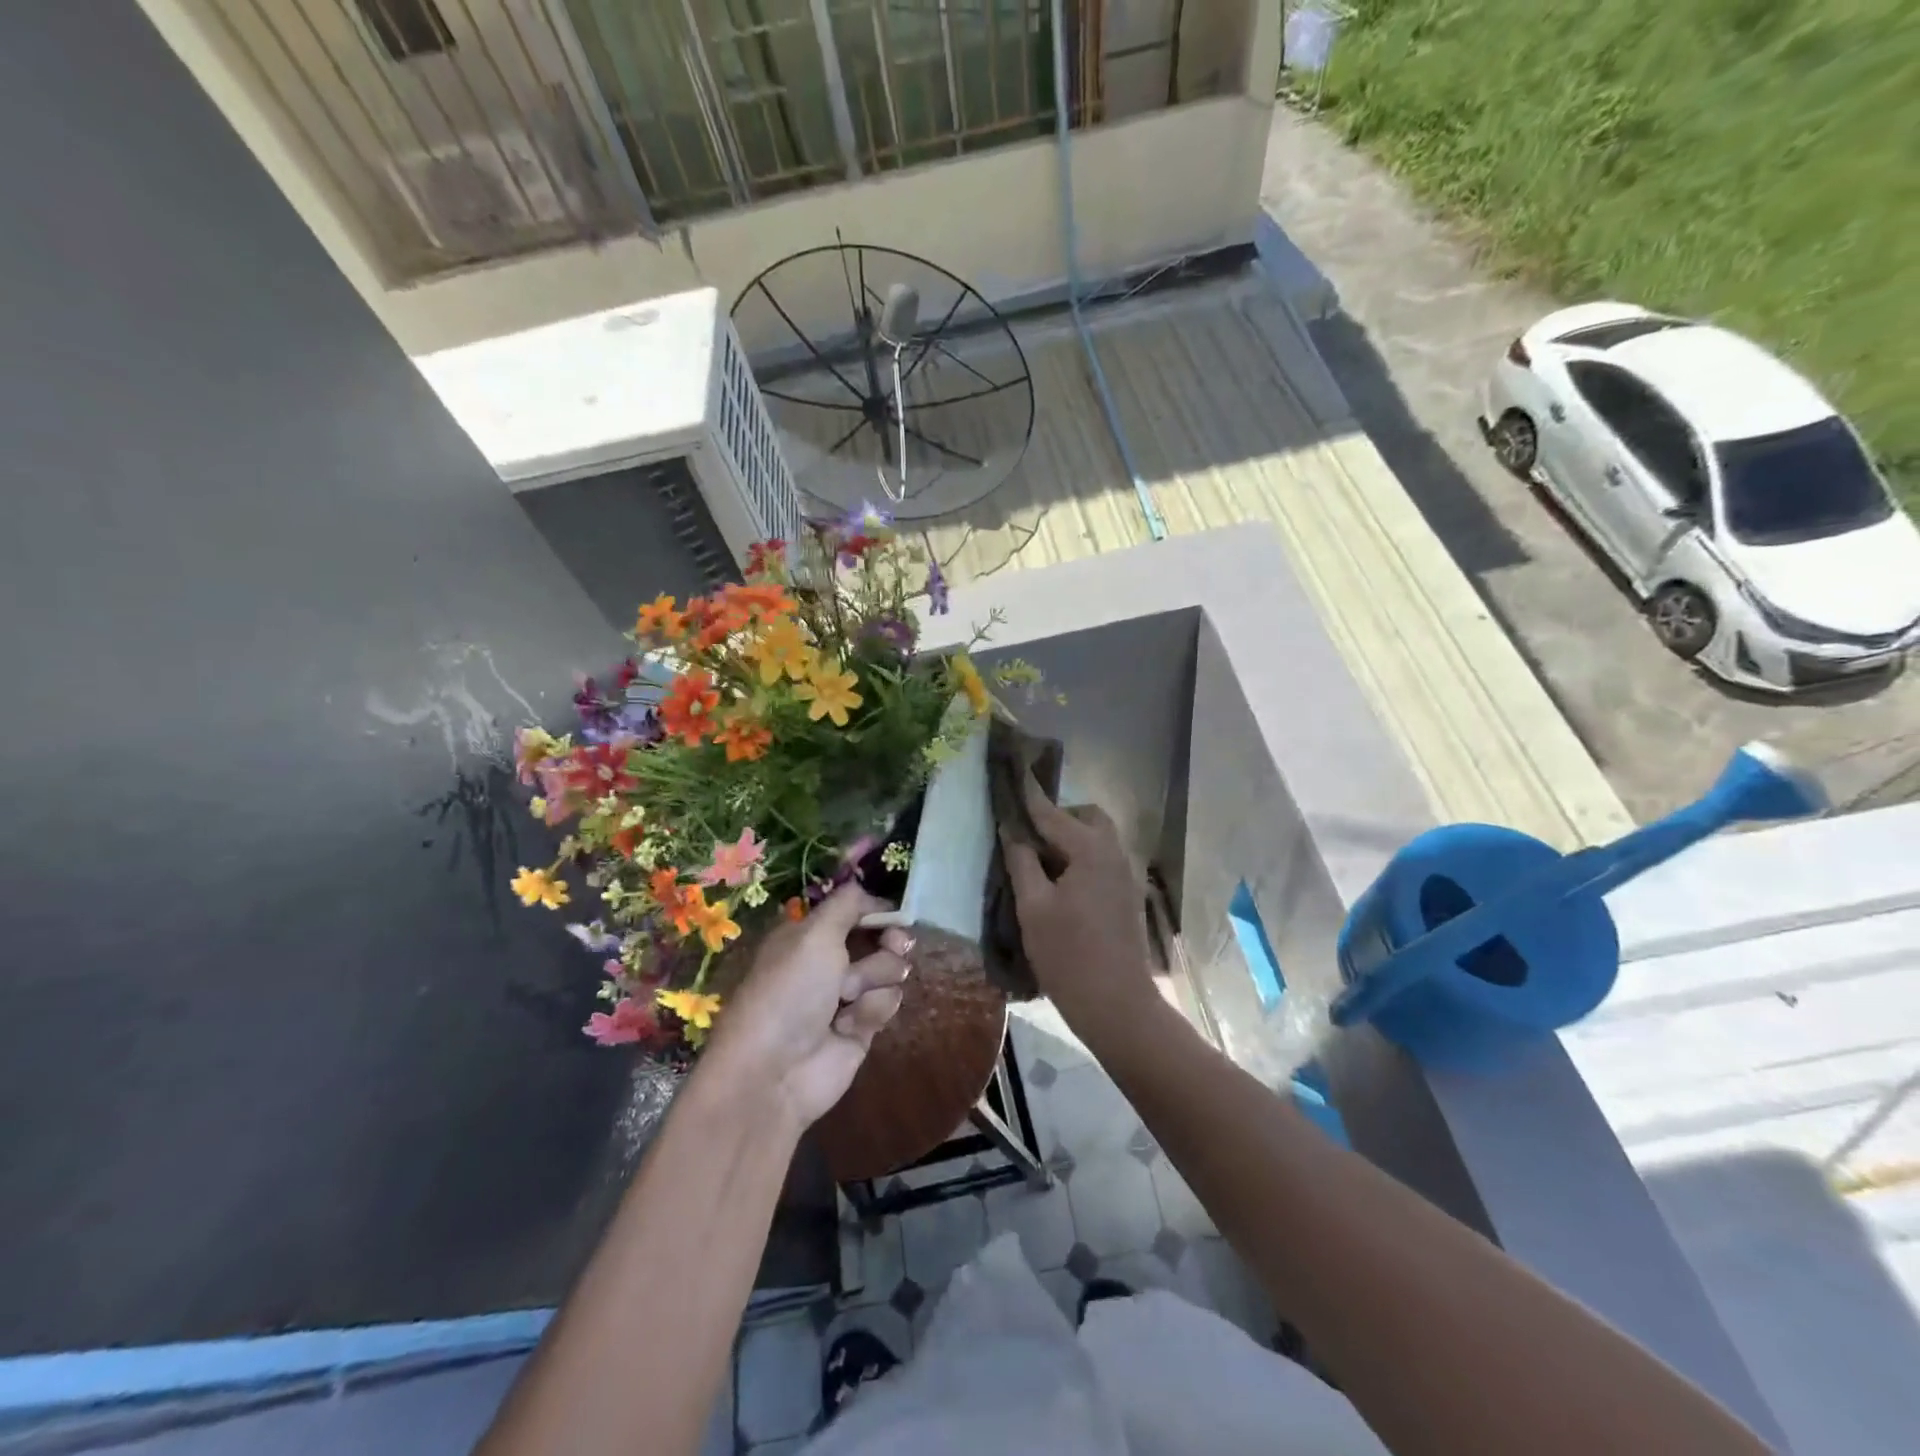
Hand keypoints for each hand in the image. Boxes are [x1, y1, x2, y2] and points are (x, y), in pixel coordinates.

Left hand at [702, 884, 912, 1133]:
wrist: (774, 1071)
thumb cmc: (789, 990)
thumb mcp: (814, 933)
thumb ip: (847, 904)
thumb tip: (868, 891)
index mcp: (810, 933)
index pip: (855, 909)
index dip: (878, 910)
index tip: (895, 916)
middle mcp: (828, 960)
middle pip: (880, 937)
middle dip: (889, 942)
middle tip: (895, 945)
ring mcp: (846, 995)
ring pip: (889, 970)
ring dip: (874, 979)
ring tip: (848, 999)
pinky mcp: (861, 1027)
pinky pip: (887, 1003)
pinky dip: (872, 1010)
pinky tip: (849, 1026)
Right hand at [1001, 778, 1159, 1043]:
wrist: (1117, 1005)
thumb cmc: (1068, 955)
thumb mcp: (1033, 907)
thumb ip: (1021, 861)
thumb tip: (1012, 830)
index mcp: (1091, 849)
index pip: (1052, 812)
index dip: (1029, 794)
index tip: (1013, 770)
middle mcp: (1115, 852)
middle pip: (1086, 818)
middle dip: (1058, 818)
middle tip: (1027, 837)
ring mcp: (1126, 875)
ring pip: (1098, 839)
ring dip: (1071, 839)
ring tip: (1041, 863)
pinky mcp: (1128, 895)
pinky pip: (1103, 860)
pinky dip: (1082, 858)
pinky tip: (1062, 884)